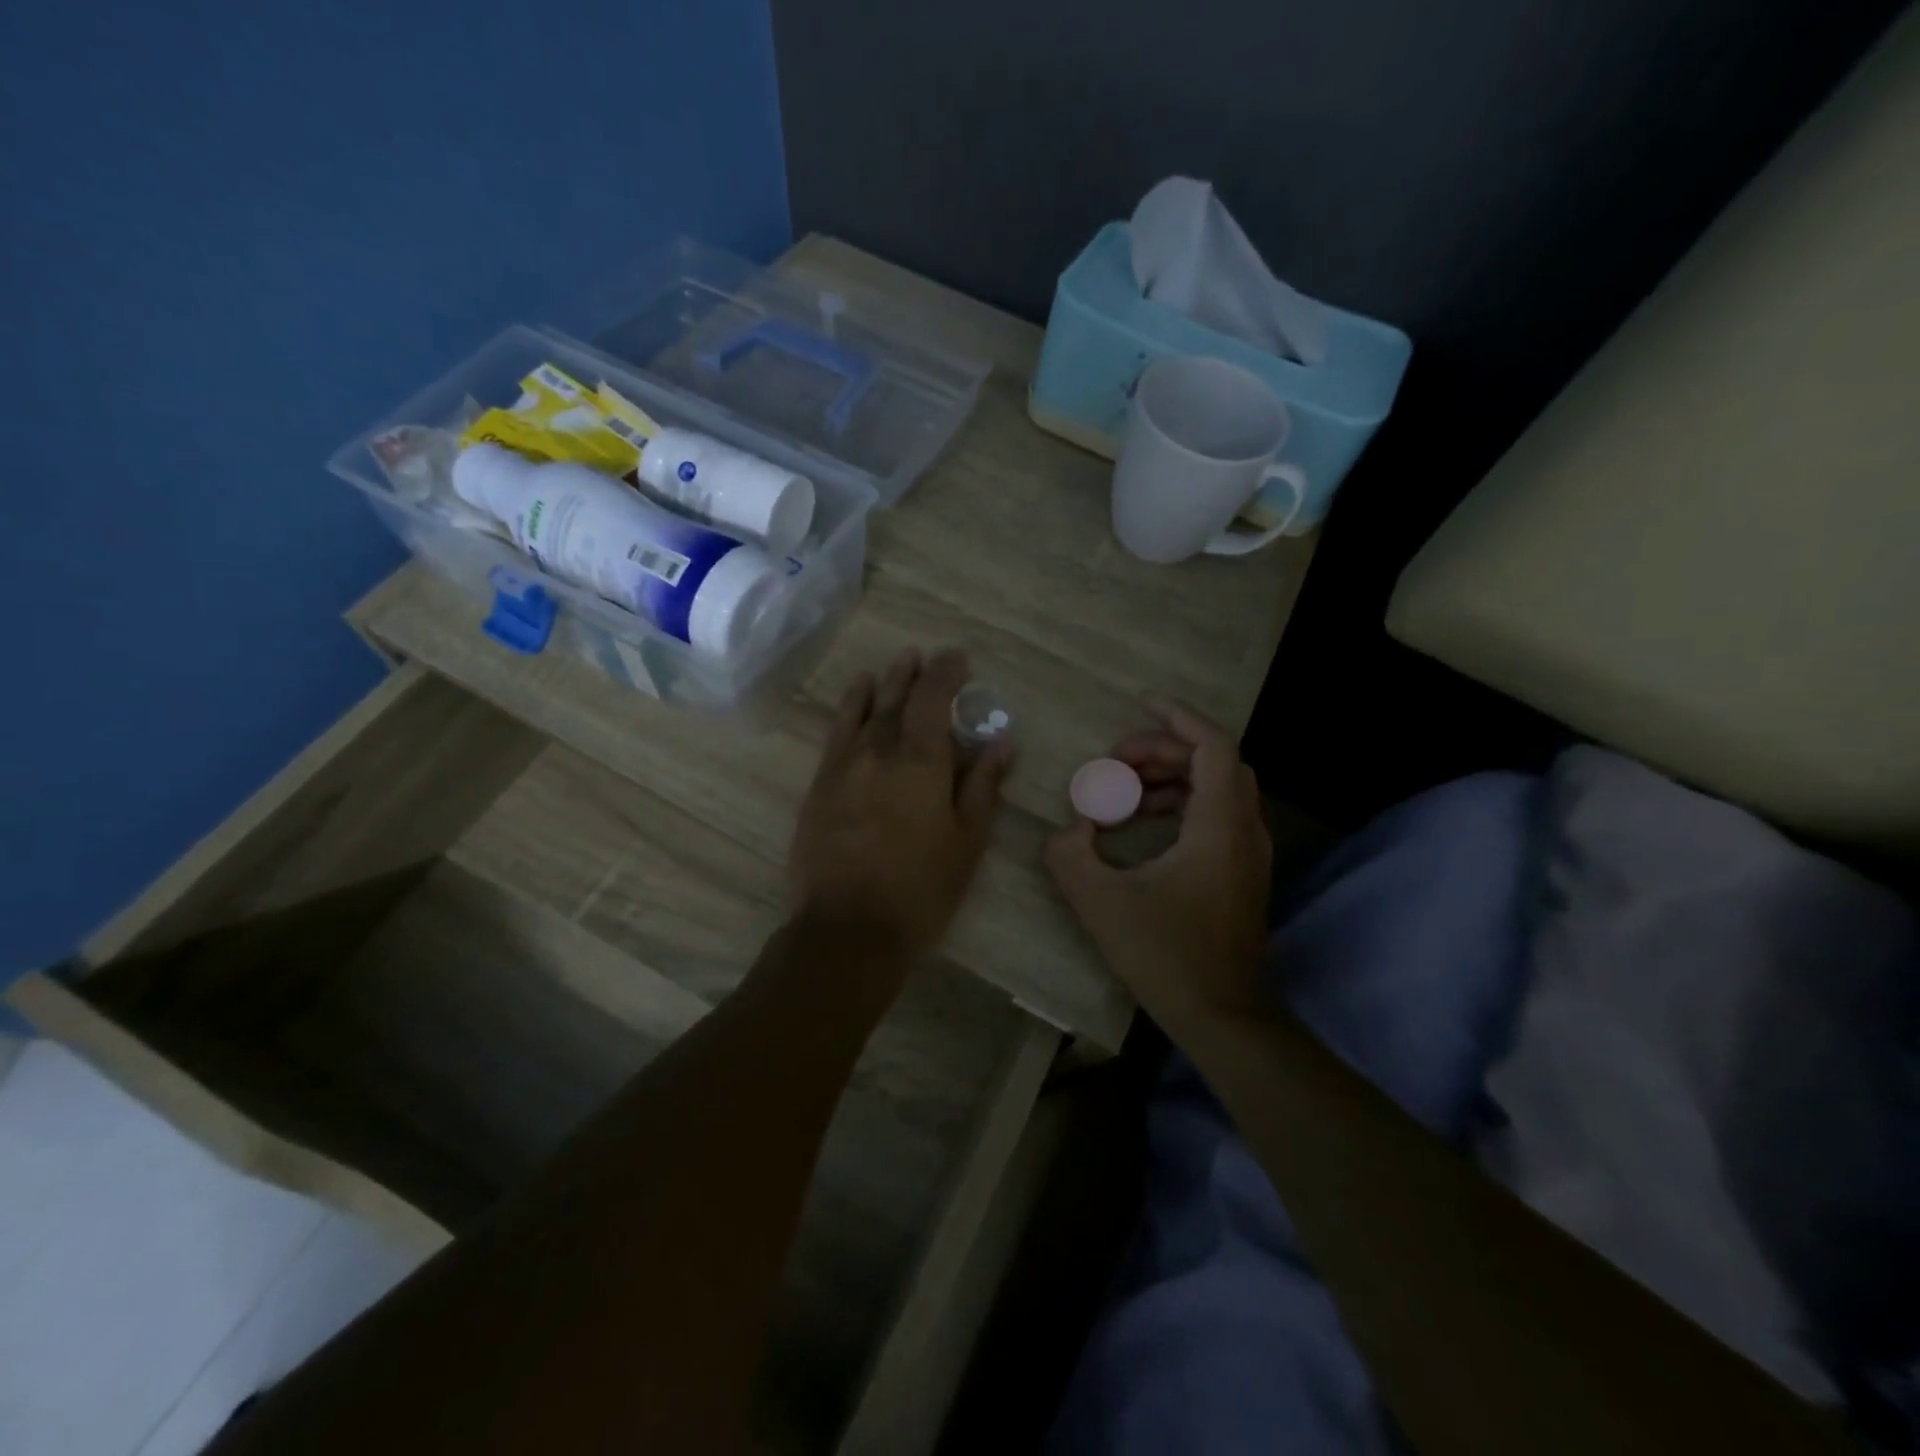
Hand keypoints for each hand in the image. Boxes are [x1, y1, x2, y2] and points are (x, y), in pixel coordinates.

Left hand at [789, 647, 1011, 959]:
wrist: (848, 929)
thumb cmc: (921, 889)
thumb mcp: (966, 842)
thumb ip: (982, 787)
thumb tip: (1001, 743)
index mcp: (921, 762)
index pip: (934, 699)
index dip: (947, 673)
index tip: (959, 658)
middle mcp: (879, 751)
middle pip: (898, 699)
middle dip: (914, 674)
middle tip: (926, 656)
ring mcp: (844, 766)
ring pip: (865, 711)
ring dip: (883, 684)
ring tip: (895, 665)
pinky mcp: (820, 785)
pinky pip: (836, 733)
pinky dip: (849, 709)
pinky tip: (856, 698)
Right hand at [1044, 697, 1271, 1028]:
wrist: (1222, 1016)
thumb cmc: (1166, 955)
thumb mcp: (1101, 902)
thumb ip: (1070, 855)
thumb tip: (1069, 830)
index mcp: (1219, 826)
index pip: (1212, 745)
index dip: (1177, 717)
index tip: (1140, 704)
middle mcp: (1244, 829)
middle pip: (1214, 761)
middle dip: (1164, 748)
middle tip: (1117, 758)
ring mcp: (1249, 852)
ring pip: (1218, 787)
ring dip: (1173, 775)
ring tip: (1125, 787)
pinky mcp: (1242, 872)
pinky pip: (1217, 814)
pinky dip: (1182, 802)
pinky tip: (1146, 821)